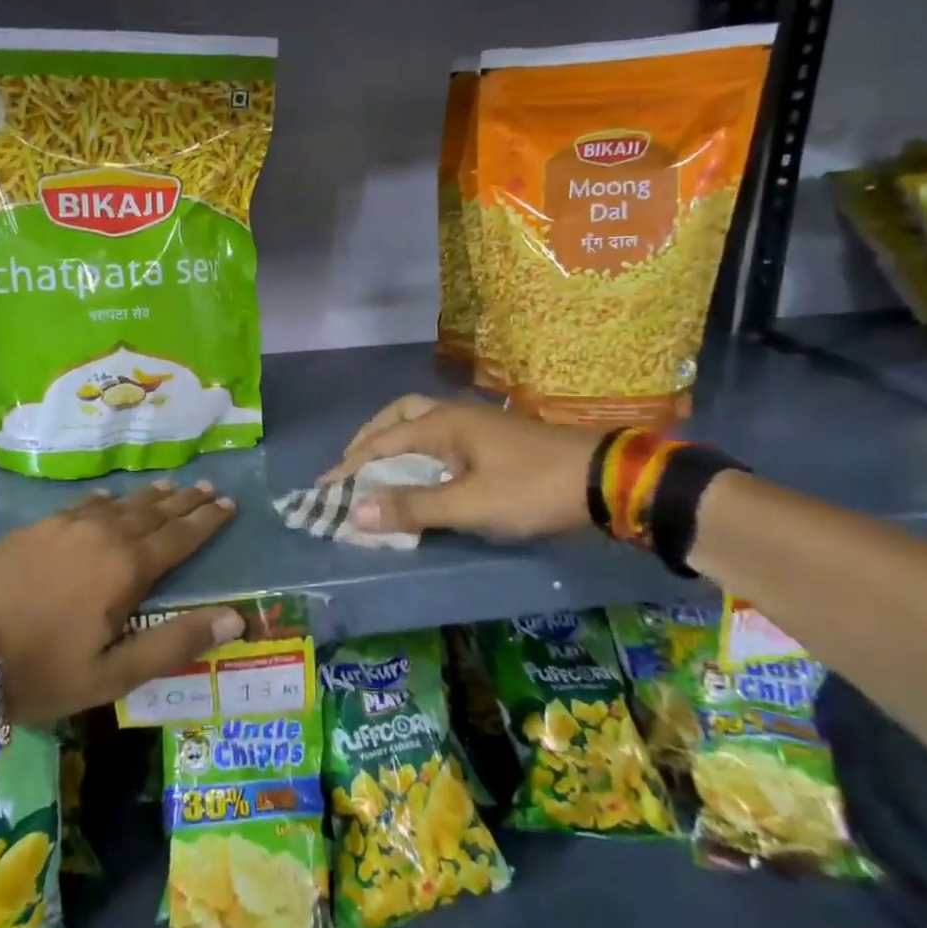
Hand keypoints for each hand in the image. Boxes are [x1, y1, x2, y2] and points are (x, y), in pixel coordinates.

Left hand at [0, 481, 241, 725]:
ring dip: (148, 497)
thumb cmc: (40, 669)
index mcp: (127, 568)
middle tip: (208, 488)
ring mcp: (64, 527)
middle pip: (153, 513)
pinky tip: (107, 496)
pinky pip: (81, 505)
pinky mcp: (32, 529)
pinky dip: (103, 500)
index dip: (207, 521)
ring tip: (169, 487)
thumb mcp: (113, 673)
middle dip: (184, 502)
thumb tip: (235, 618)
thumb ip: (174, 642)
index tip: (229, 504)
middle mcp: (102, 536)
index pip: (179, 537)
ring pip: (119, 504)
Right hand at [322, 395, 601, 539]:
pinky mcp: (493, 441)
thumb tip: (355, 512)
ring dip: (394, 441)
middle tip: (350, 467)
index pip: (381, 442)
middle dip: (369, 439)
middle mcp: (454, 416)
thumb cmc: (532, 489)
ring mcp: (477, 426)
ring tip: (380, 469)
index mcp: (443, 424)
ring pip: (421, 422)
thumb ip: (413, 507)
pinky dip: (418, 450)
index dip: (350, 466)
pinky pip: (440, 437)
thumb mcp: (469, 504)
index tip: (324, 488)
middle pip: (398, 415)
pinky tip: (423, 472)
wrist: (603, 479)